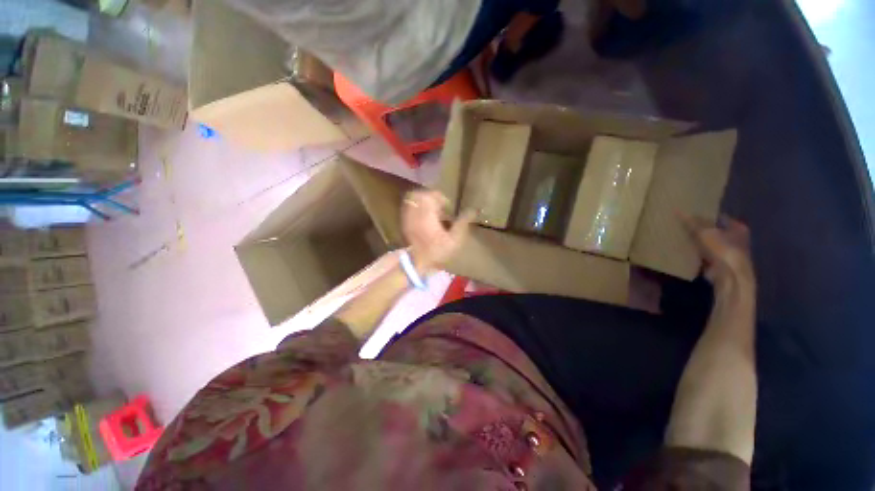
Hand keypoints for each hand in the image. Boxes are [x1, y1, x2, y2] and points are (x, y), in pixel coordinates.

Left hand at [402, 190, 475, 271]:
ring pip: (413, 199)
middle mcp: (415, 213)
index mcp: (427, 215)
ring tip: (433, 211)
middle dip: (431, 197)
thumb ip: (462, 223)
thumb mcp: (454, 240)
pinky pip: (409, 207)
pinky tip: (425, 217)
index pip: (431, 195)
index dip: (440, 197)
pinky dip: (417, 207)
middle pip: (420, 194)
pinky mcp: (404, 222)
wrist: (419, 263)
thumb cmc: (438, 252)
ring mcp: (407, 217)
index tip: (447, 207)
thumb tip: (473, 211)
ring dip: (424, 201)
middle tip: (440, 206)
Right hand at [682, 213, 754, 290]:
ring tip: (680, 237)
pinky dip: (695, 253)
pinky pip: (704, 255)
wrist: (728, 274)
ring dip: (697, 242)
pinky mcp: (719, 264)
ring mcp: (728, 253)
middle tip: (682, 226)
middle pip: (714, 231)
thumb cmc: (722, 248)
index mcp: (737, 227)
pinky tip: (684, 251)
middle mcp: (735, 239)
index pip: (719, 217)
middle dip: (700, 230)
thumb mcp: (705, 231)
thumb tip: (677, 209)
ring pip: (708, 244)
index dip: (705, 215)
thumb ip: (692, 222)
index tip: (690, 214)